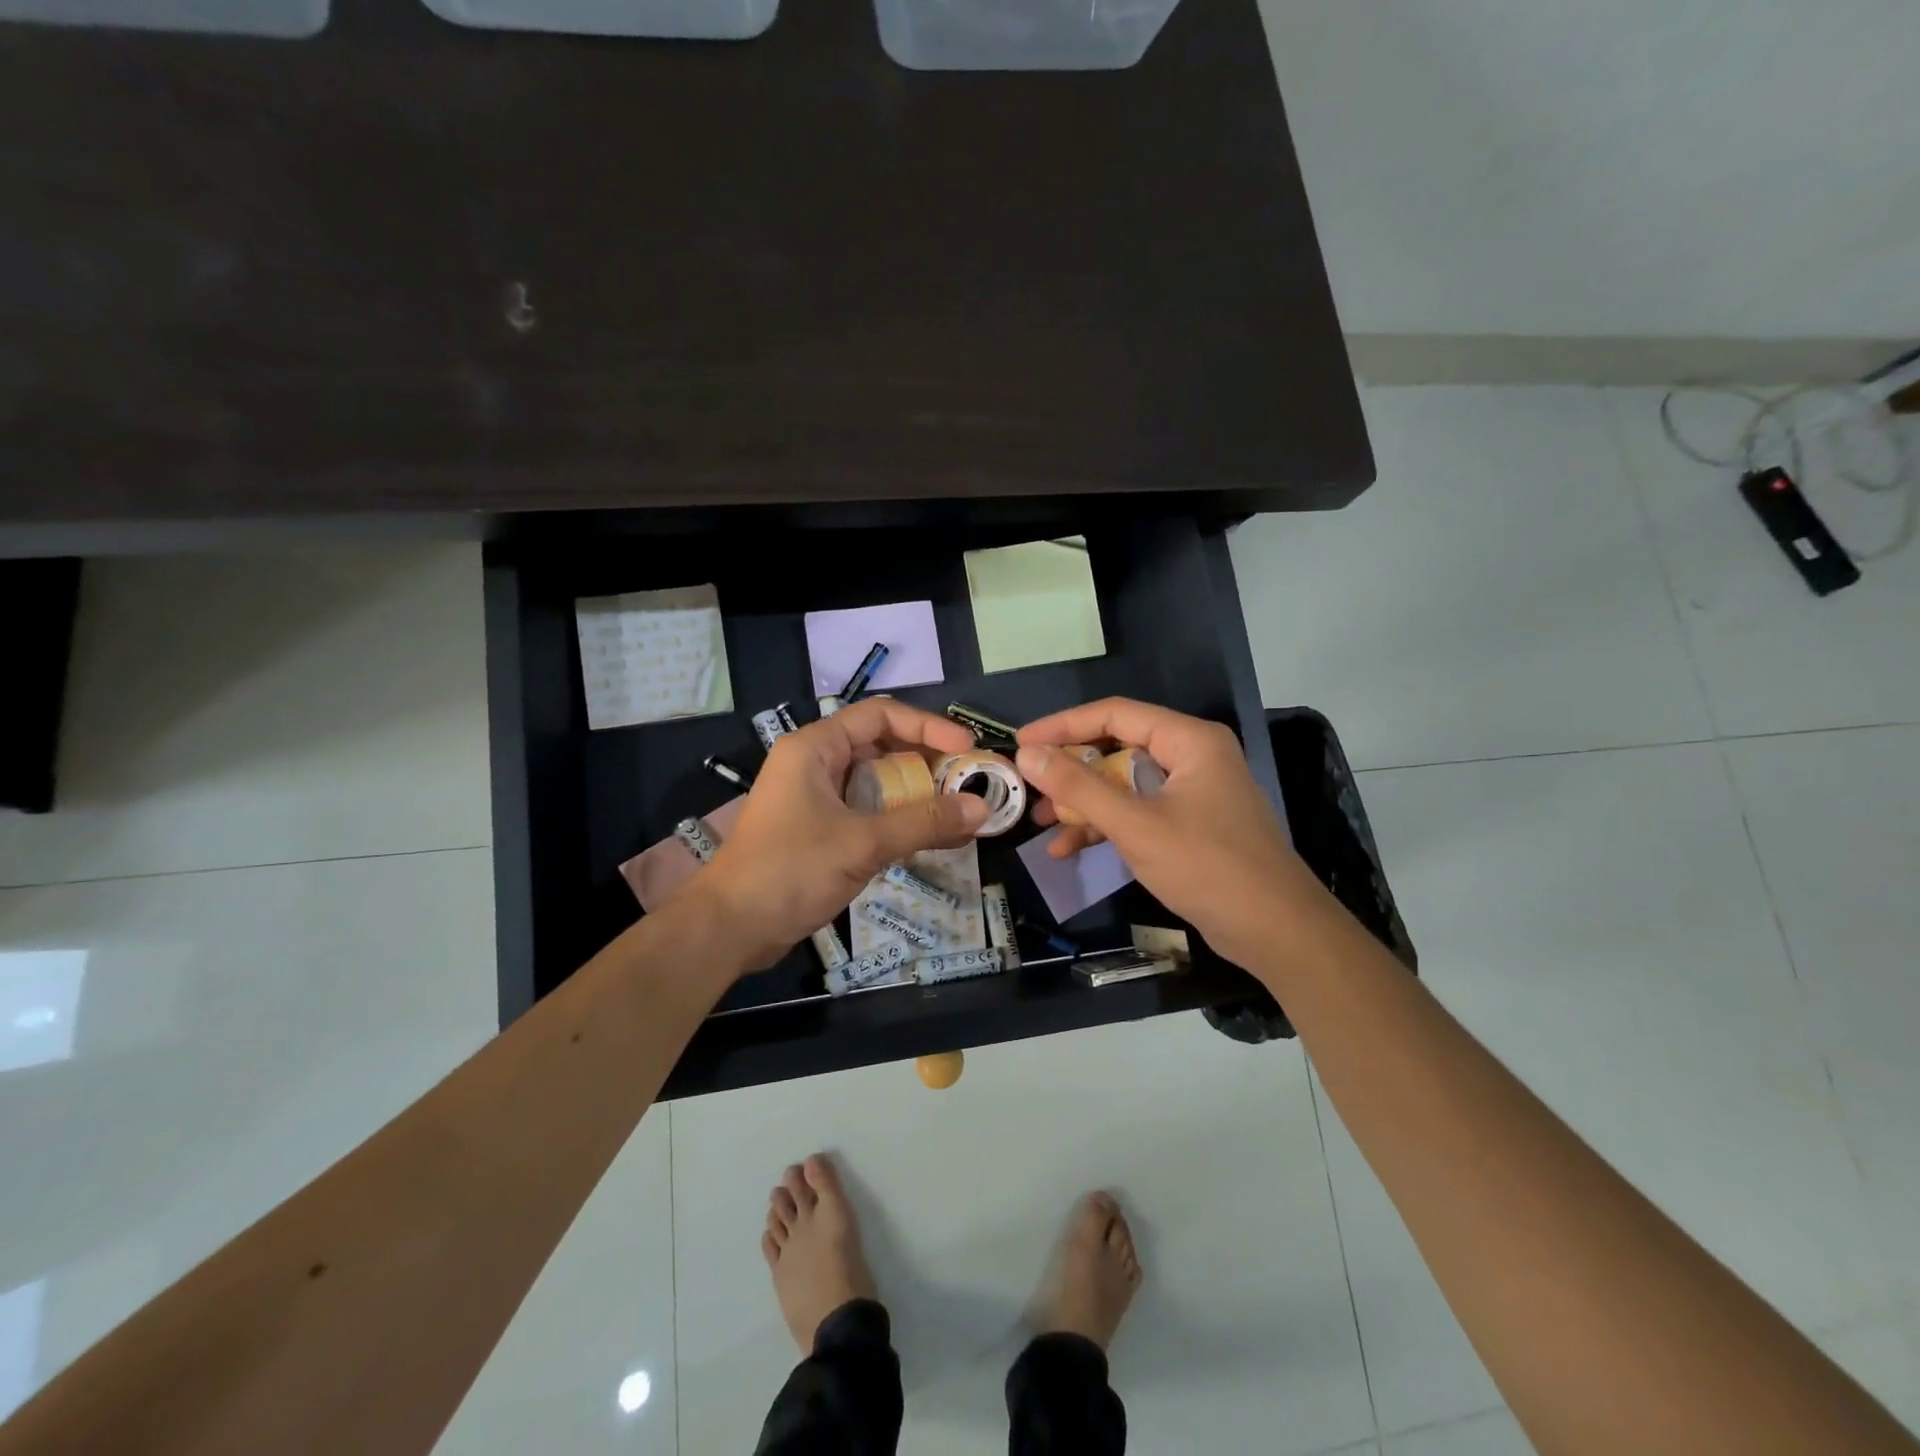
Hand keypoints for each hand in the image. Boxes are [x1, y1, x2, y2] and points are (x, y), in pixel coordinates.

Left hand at [695, 699, 987, 970]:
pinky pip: (870, 814)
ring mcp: (818, 799)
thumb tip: (980, 809)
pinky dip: (902, 821)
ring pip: (879, 783)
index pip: (880, 716)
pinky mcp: (822, 831)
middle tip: (969, 782)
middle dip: (928, 763)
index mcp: (815, 748)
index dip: (927, 727)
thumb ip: (923, 822)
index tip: (966, 748)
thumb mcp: (862, 842)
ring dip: (919, 795)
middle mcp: (816, 764)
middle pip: (882, 747)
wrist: (731, 928)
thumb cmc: (790, 870)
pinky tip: (936, 837)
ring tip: (962, 810)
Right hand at [1016, 698, 1319, 969]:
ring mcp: (1191, 793)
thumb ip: (1079, 787)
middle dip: (1071, 770)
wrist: (1276, 932)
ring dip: (1083, 803)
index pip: (1115, 714)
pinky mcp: (1189, 825)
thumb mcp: (1136, 825)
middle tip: (1028, 785)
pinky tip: (1069, 849)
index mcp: (1188, 740)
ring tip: (1041, 823)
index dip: (1063, 726)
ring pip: (1124, 784)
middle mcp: (1191, 757)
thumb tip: (1027, 753)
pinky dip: (1106, 827)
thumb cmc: (1208, 866)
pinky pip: (1137, 813)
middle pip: (1117, 748)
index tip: (1021, 743)